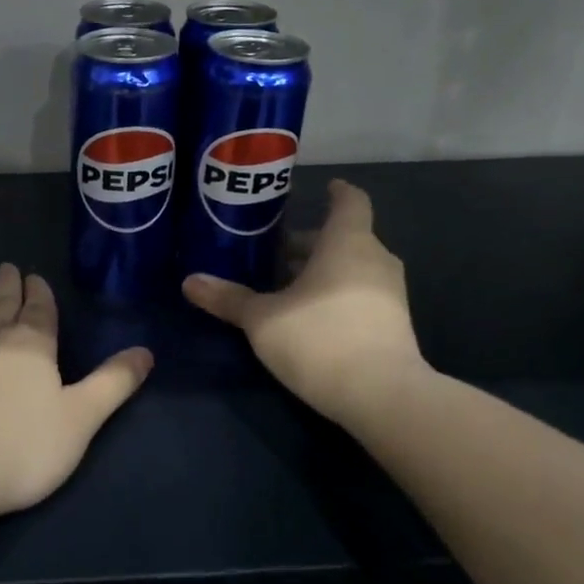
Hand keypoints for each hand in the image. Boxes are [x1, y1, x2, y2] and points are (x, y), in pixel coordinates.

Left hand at [0, 263, 153, 517]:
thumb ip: (113, 383)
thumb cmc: (20, 448)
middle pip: (1, 304)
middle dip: (7, 285)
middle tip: (7, 268)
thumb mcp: (81, 418)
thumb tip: (146, 351)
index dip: (39, 293)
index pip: (39, 309)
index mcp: (32, 345)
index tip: (34, 277)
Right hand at [183, 179, 428, 428]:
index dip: (338, 192)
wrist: (383, 397)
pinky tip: (308, 317)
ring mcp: (390, 295)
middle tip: (275, 250)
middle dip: (311, 242)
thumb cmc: (319, 338)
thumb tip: (190, 281)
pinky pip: (361, 295)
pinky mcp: (393, 325)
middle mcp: (375, 260)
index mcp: (348, 243)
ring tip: (284, 285)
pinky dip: (336, 295)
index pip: (351, 202)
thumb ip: (229, 298)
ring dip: (322, 271)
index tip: (326, 187)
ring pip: (353, 268)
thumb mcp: (262, 319)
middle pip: (345, 238)